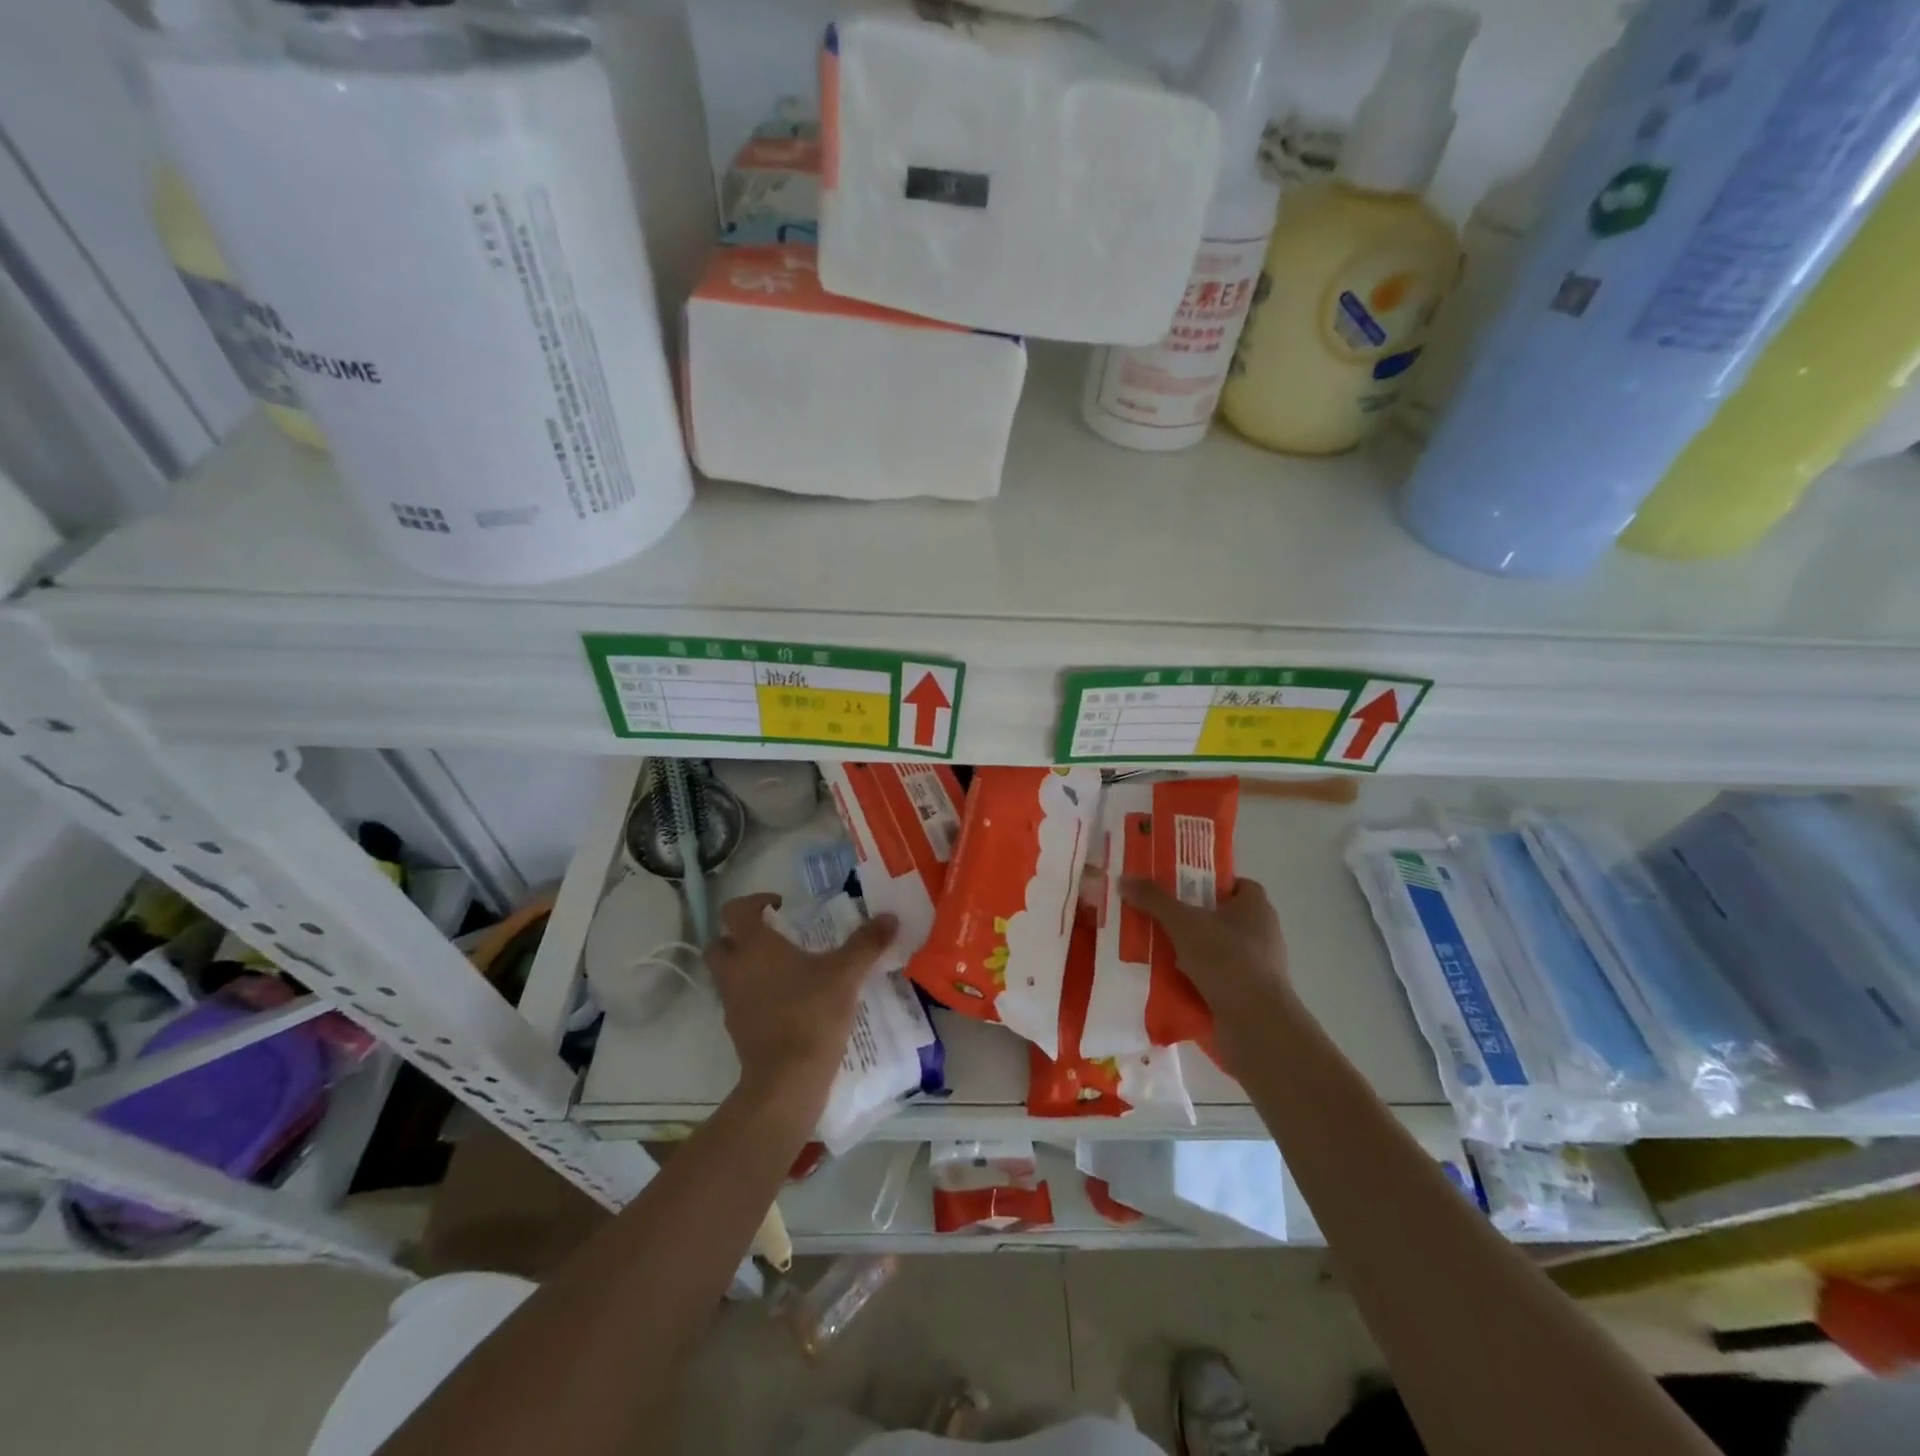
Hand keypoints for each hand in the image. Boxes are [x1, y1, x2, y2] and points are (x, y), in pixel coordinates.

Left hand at [705, 893, 897, 1111]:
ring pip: (727, 974)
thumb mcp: (846, 973)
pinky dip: (754, 996)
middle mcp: (735, 970)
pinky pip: (738, 1002)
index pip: (735, 910)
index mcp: (754, 947)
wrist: (787, 1079)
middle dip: (740, 937)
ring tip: (784, 971)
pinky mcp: (737, 1030)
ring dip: (746, 967)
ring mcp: (731, 1002)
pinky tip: (786, 1003)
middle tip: (773, 938)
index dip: (754, 902)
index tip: (779, 906)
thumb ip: (866, 943)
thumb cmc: (812, 1013)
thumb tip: (890, 917)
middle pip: (720, 943)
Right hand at [1119, 876, 1300, 1070]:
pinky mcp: (1247, 995)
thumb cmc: (1226, 960)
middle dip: (1189, 918)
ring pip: (1215, 950)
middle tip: (1156, 916)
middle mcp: (1262, 933)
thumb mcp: (1183, 922)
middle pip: (1220, 917)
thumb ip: (1155, 900)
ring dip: (1188, 951)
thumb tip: (1125, 878)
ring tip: (1154, 948)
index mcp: (1256, 907)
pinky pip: (1215, 978)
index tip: (1178, 887)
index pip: (1234, 884)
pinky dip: (1194, 978)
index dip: (1207, 882)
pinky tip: (1166, 980)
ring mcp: (1257, 967)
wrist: (1255, 1025)